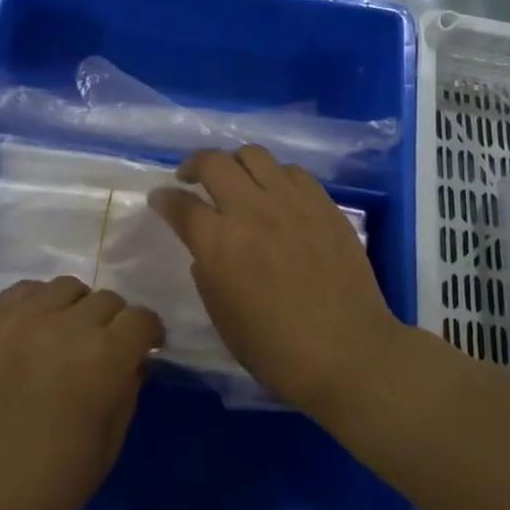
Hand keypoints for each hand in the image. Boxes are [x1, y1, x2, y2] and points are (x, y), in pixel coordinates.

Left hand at [0, 276, 163, 509]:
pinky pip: (24, 291)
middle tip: (103, 350)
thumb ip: (127, 391)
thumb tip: (131, 361)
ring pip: (66, 288)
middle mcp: (65, 325)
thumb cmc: (51, 489)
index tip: (145, 347)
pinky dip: (37, 303)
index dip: (147, 333)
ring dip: (76, 309)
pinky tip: (33, 332)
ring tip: (65, 337)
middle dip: (114, 323)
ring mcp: (21, 319)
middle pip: (106, 300)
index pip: (140, 319)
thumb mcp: (109, 445)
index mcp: (103, 357)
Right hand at [150, 145, 405, 419]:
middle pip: (214, 162)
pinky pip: (292, 171)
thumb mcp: (224, 321)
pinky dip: (275, 176)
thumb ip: (207, 276)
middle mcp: (252, 211)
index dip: (163, 198)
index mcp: (220, 245)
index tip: (159, 198)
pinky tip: (276, 194)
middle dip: (193, 164)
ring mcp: (291, 202)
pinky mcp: (323, 204)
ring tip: (235, 179)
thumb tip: (206, 250)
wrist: (350, 354)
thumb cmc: (279, 352)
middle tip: (190, 177)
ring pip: (254, 154)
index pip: (180, 204)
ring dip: (235, 163)